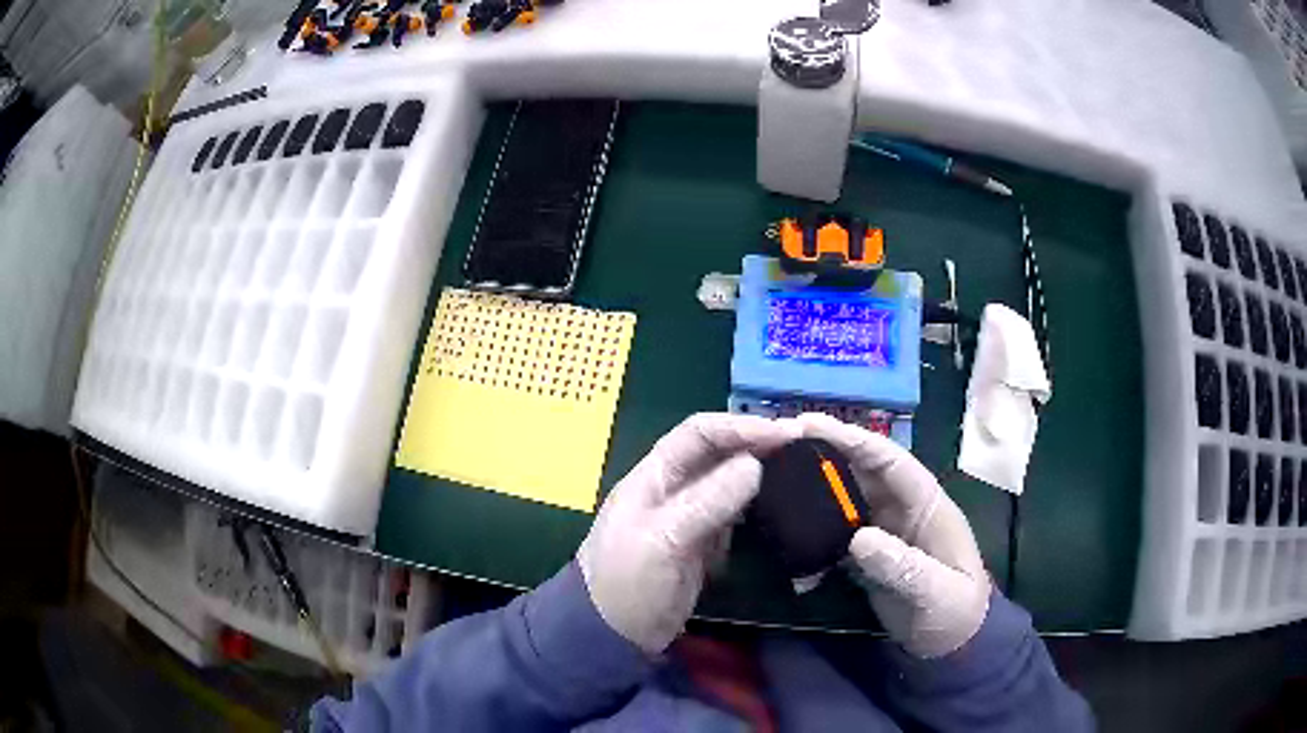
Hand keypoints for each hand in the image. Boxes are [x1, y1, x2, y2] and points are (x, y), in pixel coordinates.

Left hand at [578, 414, 799, 653]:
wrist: (614, 635)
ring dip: (762, 473)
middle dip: (757, 444)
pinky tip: (782, 505)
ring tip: (801, 470)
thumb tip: (754, 465)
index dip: (740, 427)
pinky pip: (735, 514)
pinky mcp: (703, 543)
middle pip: (719, 453)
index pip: (699, 433)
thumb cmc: (628, 582)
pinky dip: (758, 505)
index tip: (783, 433)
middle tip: (803, 447)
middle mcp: (674, 488)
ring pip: (731, 482)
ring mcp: (690, 516)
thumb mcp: (662, 540)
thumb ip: (706, 503)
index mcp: (654, 476)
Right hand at [798, 413, 990, 658]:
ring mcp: (880, 531)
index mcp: (925, 503)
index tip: (810, 425)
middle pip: (858, 472)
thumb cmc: (955, 612)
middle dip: (821, 455)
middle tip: (774, 446)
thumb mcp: (937, 592)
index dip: (853, 440)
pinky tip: (783, 533)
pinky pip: (833, 533)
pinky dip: (809, 531)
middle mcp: (899, 508)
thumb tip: (858, 539)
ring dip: (810, 489)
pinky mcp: (864, 556)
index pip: (889, 460)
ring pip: (842, 499)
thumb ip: (903, 566)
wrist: (950, 643)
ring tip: (769, 480)